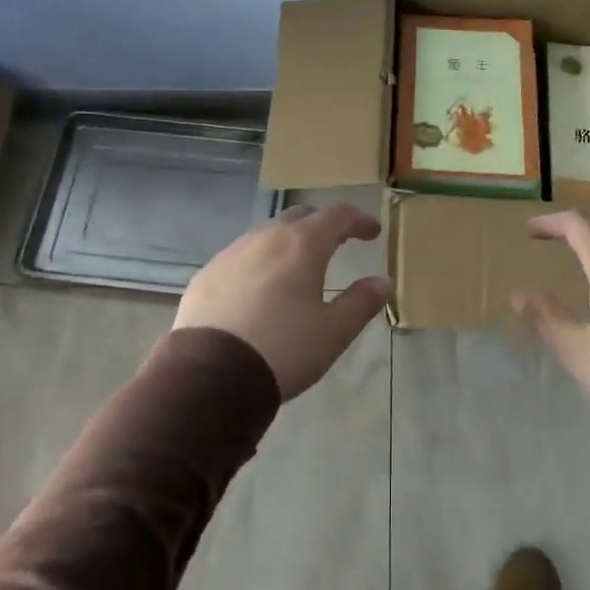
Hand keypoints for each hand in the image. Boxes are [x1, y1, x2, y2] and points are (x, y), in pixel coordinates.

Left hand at [175, 203, 393, 400]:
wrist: (211, 374)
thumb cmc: (284, 349)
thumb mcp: (334, 331)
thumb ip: (362, 302)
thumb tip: (383, 282)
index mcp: (302, 245)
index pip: (337, 215)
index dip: (359, 220)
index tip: (372, 232)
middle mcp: (265, 238)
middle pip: (299, 217)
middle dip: (322, 226)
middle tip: (337, 243)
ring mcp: (231, 254)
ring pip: (266, 234)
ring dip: (288, 242)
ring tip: (298, 266)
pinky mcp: (207, 274)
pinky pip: (240, 257)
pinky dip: (260, 262)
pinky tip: (259, 288)